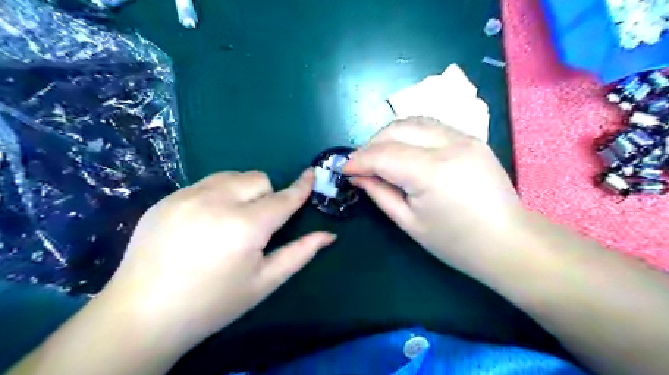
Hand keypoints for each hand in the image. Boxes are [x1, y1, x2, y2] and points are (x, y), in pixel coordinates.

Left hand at [98, 169, 334, 342]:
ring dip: (242, 192)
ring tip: (229, 221)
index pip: (283, 198)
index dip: (301, 186)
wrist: (142, 315)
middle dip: (266, 197)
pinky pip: (206, 183)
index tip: (311, 173)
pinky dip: (217, 194)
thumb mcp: (264, 282)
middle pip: (258, 179)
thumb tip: (329, 235)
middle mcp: (217, 201)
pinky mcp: (167, 197)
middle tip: (256, 226)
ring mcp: (187, 195)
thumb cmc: (213, 303)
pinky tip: (203, 222)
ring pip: (232, 176)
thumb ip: (300, 254)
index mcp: (245, 226)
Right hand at [344, 119, 527, 273]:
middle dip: (371, 143)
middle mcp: (449, 145)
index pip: (384, 154)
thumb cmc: (456, 242)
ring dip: (389, 135)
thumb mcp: (409, 222)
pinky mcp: (472, 138)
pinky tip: (404, 150)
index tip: (345, 170)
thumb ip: (379, 193)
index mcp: (432, 172)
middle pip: (397, 128)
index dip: (359, 160)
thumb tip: (357, 176)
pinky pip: (431, 126)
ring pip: (414, 121)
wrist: (508, 242)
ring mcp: (465, 137)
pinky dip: (410, 134)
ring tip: (380, 156)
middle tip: (362, 164)